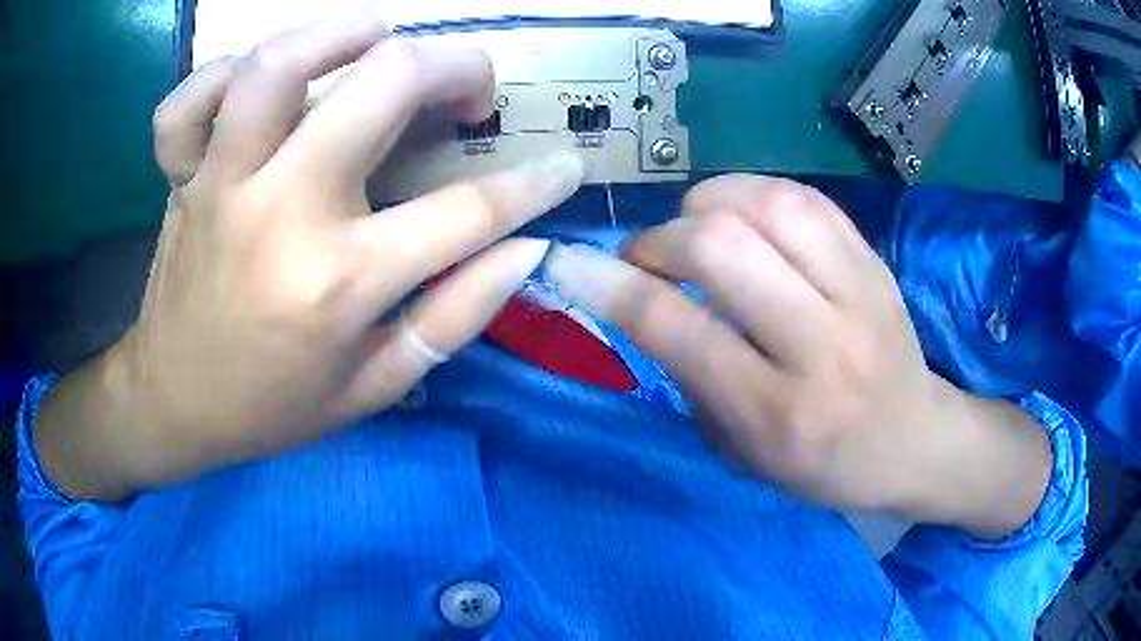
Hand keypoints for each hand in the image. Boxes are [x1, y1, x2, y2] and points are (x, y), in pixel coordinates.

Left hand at [37, 11, 583, 499]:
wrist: (175, 407)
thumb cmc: (272, 408)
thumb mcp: (373, 388)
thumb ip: (454, 318)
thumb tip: (526, 252)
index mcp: (338, 282)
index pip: (468, 211)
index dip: (535, 183)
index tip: (564, 164)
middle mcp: (280, 212)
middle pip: (384, 84)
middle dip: (457, 66)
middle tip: (470, 87)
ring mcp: (221, 183)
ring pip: (278, 64)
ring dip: (342, 34)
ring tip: (376, 43)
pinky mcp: (180, 176)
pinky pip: (188, 102)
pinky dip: (221, 75)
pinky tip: (255, 87)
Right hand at [544, 175, 1050, 537]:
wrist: (915, 439)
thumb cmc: (823, 465)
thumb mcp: (743, 451)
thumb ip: (689, 375)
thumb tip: (637, 297)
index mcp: (777, 412)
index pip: (678, 329)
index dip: (609, 286)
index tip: (569, 262)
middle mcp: (820, 345)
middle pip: (721, 248)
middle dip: (660, 239)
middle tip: (649, 258)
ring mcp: (857, 292)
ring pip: (766, 204)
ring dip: (709, 204)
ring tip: (698, 230)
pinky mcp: (875, 260)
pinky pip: (803, 197)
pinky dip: (755, 193)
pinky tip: (744, 217)